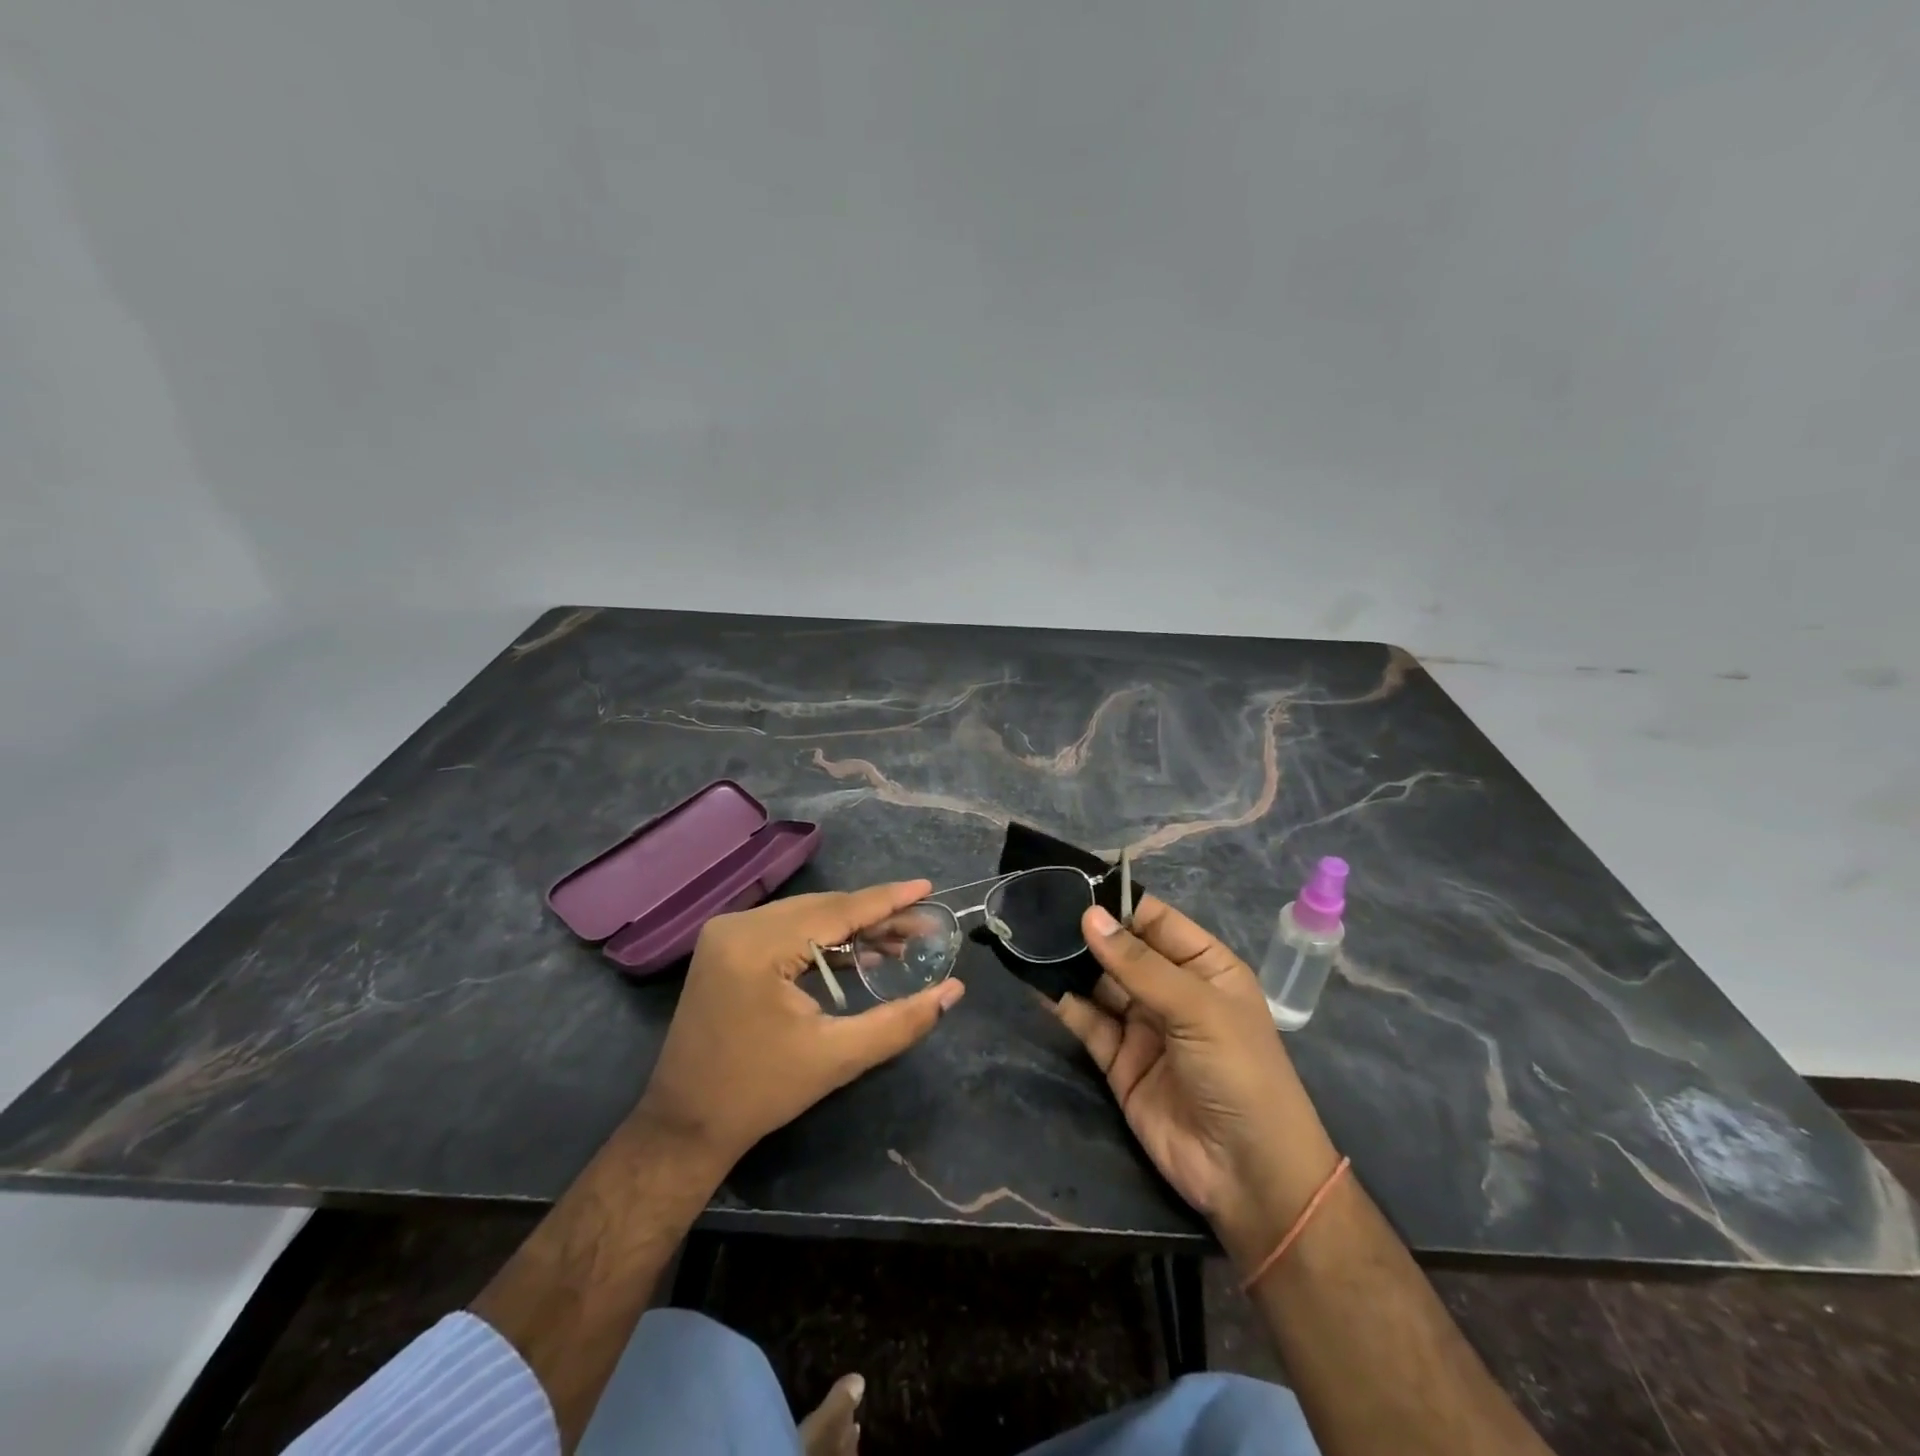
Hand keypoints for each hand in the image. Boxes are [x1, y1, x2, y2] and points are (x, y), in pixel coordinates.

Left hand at [636, 881, 964, 1168]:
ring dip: (851, 926)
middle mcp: (739, 925)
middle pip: (822, 908)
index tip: (928, 887)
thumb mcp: (837, 1057)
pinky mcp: (726, 946)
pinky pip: (786, 928)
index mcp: (758, 945)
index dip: (887, 900)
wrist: (686, 1124)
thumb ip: (900, 1021)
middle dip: (875, 915)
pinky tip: (857, 951)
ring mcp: (727, 933)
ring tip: (900, 939)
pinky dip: (822, 937)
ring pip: (806, 914)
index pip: (837, 911)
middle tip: (923, 923)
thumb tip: (954, 991)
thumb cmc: (761, 1092)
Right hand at [1055, 897, 1340, 1269]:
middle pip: (1121, 950)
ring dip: (1068, 963)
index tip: (1070, 882)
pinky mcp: (1118, 1060)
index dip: (1116, 902)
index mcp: (1204, 966)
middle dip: (1084, 931)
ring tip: (1028, 936)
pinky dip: (1063, 1002)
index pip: (1154, 920)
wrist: (1249, 1177)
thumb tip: (1089, 916)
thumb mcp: (1197, 1009)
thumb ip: (1139, 965)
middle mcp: (1172, 989)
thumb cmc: (1240, 1074)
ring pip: (1098, 982)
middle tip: (1036, 907)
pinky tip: (1036, 980)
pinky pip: (1087, 1021)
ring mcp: (1143, 1025)